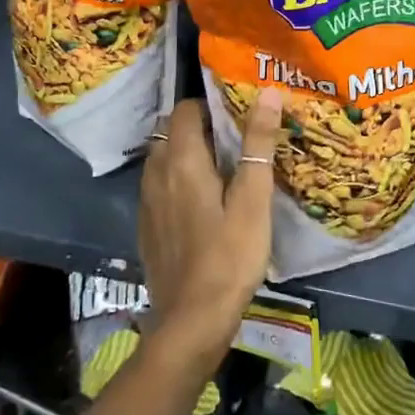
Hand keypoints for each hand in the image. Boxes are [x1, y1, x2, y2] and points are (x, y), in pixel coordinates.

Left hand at [138, 90, 282, 378]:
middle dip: (200, 126)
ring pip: (164, 158)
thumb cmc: (229, 256)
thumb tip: (267, 92)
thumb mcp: (253, 198)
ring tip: (222, 166)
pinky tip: (203, 201)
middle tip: (236, 138)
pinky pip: (160, 186)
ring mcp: (147, 201)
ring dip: (188, 153)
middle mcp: (157, 172)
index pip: (185, 109)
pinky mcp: (147, 226)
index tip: (237, 112)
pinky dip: (178, 179)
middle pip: (173, 131)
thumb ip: (258, 143)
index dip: (210, 104)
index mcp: (181, 159)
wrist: (191, 322)